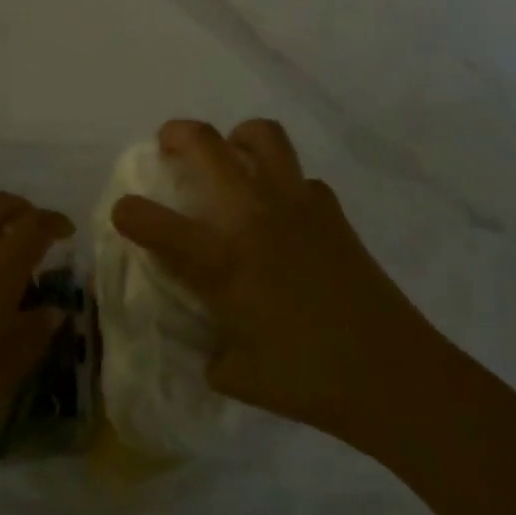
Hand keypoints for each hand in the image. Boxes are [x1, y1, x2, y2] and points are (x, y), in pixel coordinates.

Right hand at [112, 120, 425, 441]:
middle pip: (205, 143)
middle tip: (170, 145)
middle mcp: (251, 217)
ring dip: (237, 137)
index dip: (128, 213)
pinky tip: (284, 213)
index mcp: (220, 259)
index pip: (153, 222)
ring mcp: (295, 204)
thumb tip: (208, 339)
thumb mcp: (236, 375)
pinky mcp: (331, 209)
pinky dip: (284, 182)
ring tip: (231, 157)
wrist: (391, 374)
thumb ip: (210, 349)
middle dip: (176, 134)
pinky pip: (300, 176)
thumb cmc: (307, 380)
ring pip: (261, 135)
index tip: (124, 214)